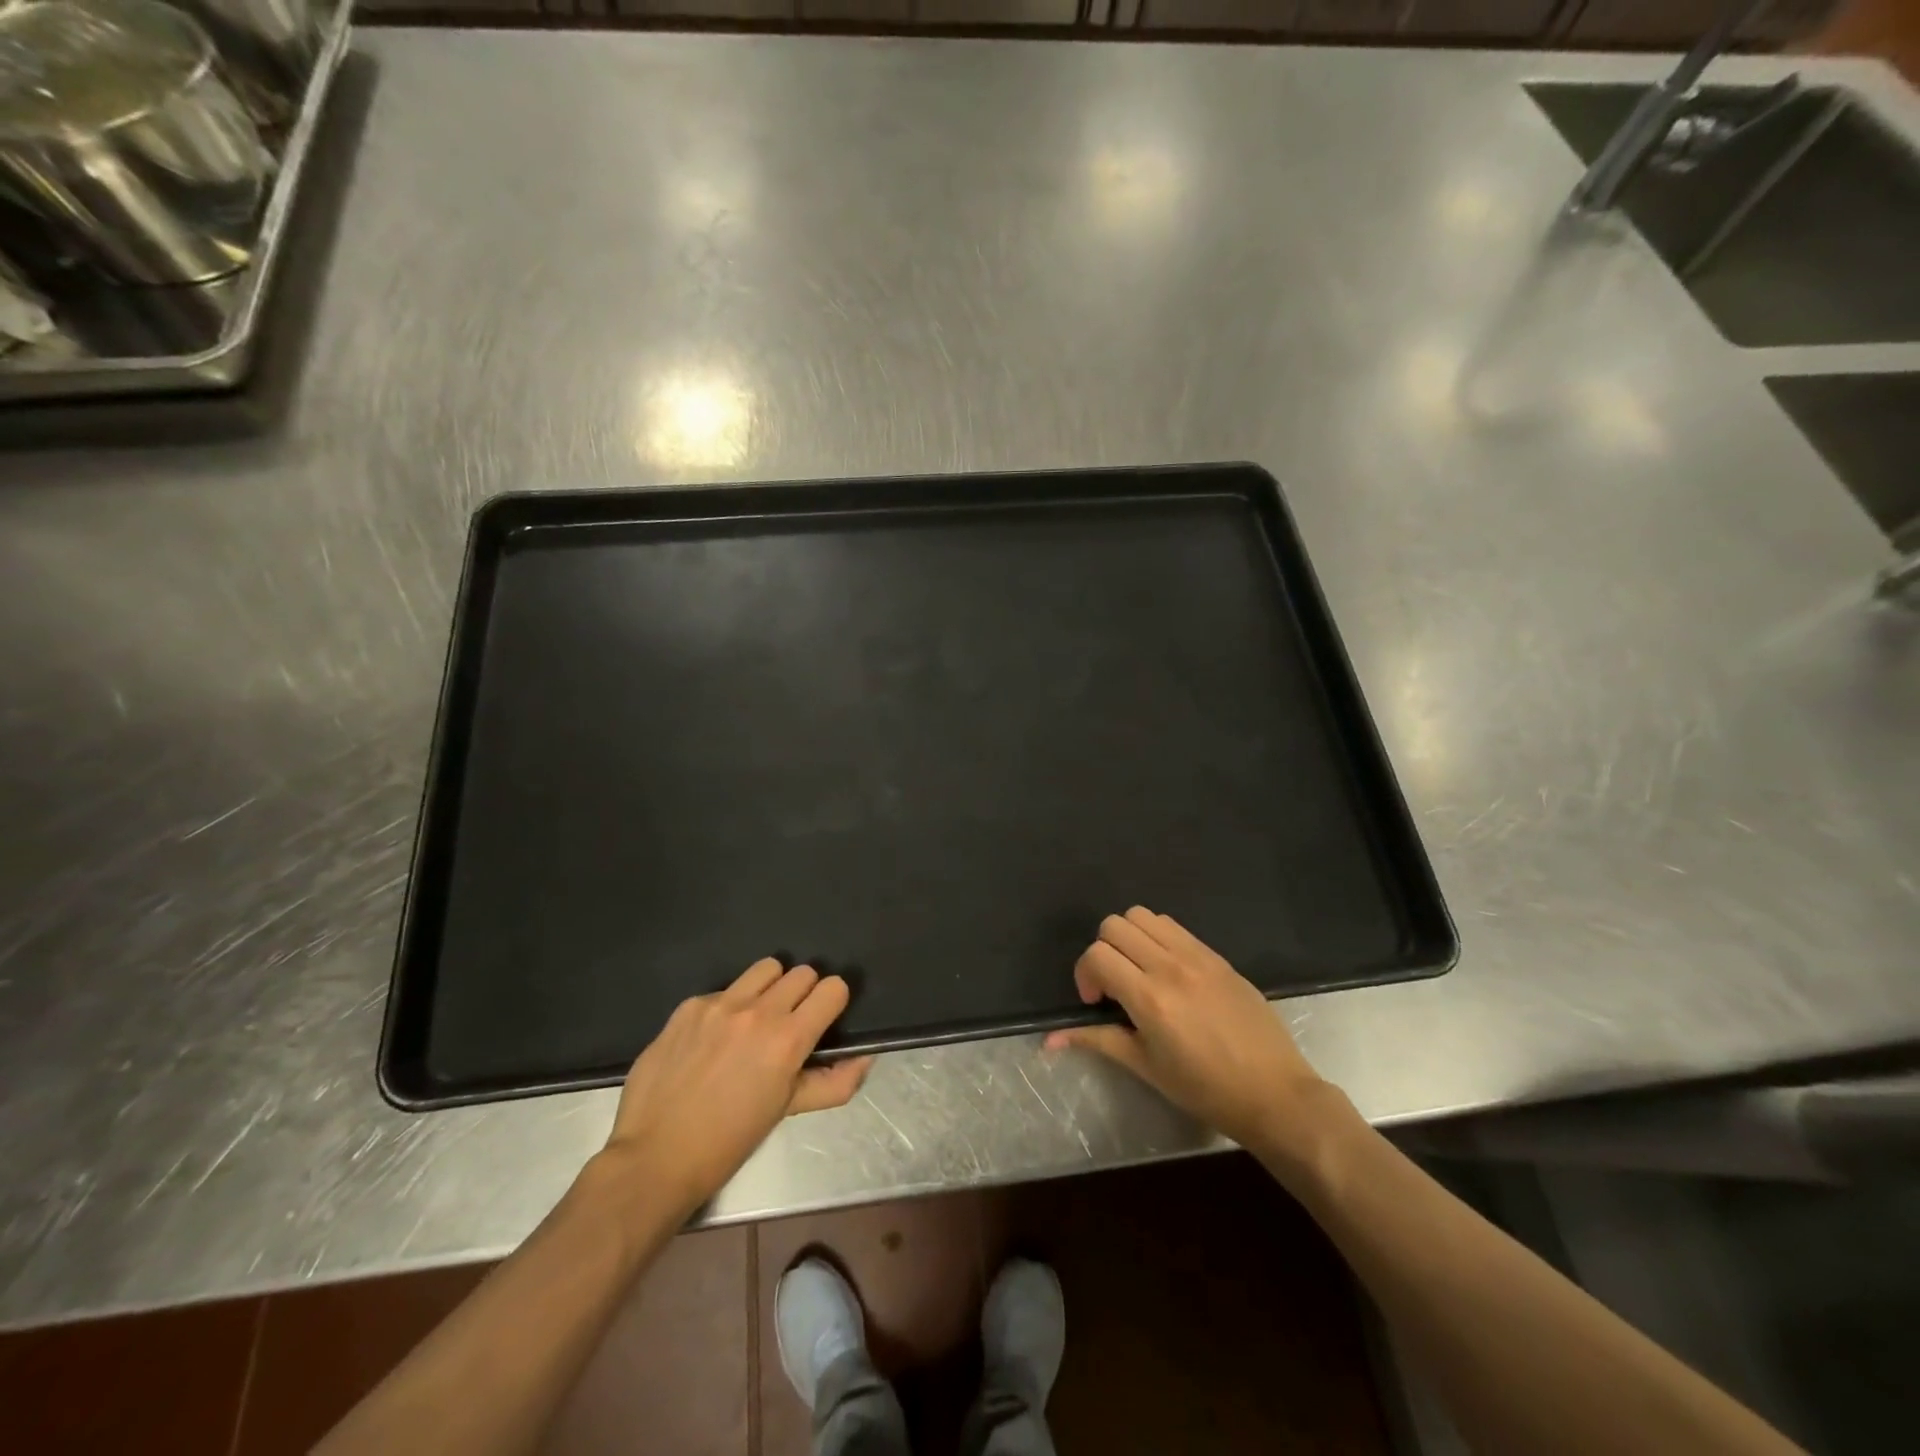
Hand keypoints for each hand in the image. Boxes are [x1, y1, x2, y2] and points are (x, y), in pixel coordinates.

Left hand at [599, 959, 872, 1213]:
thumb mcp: (787, 1112)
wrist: (655, 1157)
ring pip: (766, 968)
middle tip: (789, 1023)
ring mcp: (719, 1004)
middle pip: (802, 972)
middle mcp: (757, 1011)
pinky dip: (729, 1006)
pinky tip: (713, 1038)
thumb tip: (865, 1058)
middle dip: (804, 993)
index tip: (823, 1019)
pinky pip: (724, 989)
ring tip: (755, 1018)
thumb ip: (833, 1083)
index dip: (833, 1002)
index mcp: (788, 1039)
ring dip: (770, 987)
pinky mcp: (689, 1005)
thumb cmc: (728, 1141)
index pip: (833, 988)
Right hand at [1044, 907, 1333, 1158]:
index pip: (1097, 954)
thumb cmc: (1205, 1090)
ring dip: (1129, 937)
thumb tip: (1049, 1041)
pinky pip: (1174, 927)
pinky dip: (1157, 938)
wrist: (1275, 1094)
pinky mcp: (1217, 956)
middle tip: (1114, 985)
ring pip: (1143, 915)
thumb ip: (1097, 1041)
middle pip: (1115, 924)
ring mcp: (1197, 956)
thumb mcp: (1145, 1067)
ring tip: (1138, 972)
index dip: (1085, 974)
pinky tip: (1167, 972)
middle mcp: (1170, 966)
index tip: (1096, 1002)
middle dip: (1103, 951)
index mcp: (1150, 998)